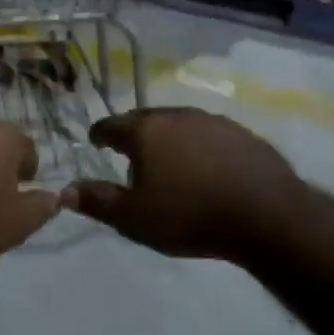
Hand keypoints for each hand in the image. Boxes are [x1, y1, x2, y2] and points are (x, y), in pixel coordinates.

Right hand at [64, 108, 309, 261]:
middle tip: (129, 154)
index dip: (100, 135)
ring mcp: (213, 121)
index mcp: (146, 131)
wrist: (268, 215)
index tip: (95, 142)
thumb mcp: (135, 218)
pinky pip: (208, 135)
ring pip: (179, 124)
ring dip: (168, 138)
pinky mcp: (242, 133)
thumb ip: (98, 202)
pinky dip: (198, 146)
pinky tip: (205, 167)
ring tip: (168, 162)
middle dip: (134, 134)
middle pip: (145, 119)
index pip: (112, 125)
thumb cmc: (191, 216)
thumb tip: (65, 191)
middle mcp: (177, 115)